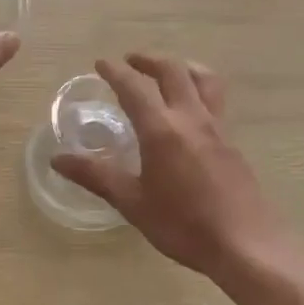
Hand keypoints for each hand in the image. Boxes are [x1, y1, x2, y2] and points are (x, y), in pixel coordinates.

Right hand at [51, 55, 297, 280]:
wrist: (245, 244)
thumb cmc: (183, 225)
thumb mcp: (133, 203)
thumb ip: (96, 176)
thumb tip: (58, 159)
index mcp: (162, 130)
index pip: (134, 88)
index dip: (115, 72)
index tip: (101, 63)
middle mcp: (191, 118)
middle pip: (173, 71)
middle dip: (149, 60)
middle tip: (131, 61)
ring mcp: (217, 128)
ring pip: (203, 79)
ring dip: (181, 67)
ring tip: (167, 72)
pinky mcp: (232, 142)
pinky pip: (215, 100)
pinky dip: (198, 89)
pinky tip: (190, 111)